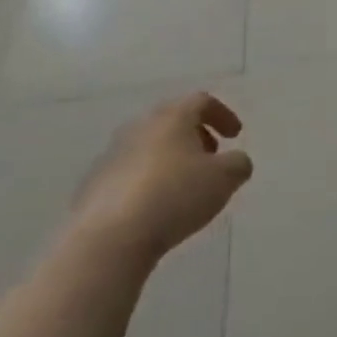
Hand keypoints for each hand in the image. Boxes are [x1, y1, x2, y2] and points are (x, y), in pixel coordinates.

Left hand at [69, 92, 251, 267]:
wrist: (112, 235)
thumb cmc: (175, 195)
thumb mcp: (224, 179)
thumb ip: (238, 164)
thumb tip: (236, 161)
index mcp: (172, 117)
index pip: (201, 101)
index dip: (223, 115)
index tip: (235, 136)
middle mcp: (140, 126)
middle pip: (172, 120)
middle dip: (196, 135)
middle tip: (211, 157)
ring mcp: (114, 153)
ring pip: (150, 145)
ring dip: (172, 158)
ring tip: (186, 185)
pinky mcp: (97, 181)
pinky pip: (131, 171)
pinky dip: (150, 179)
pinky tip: (157, 206)